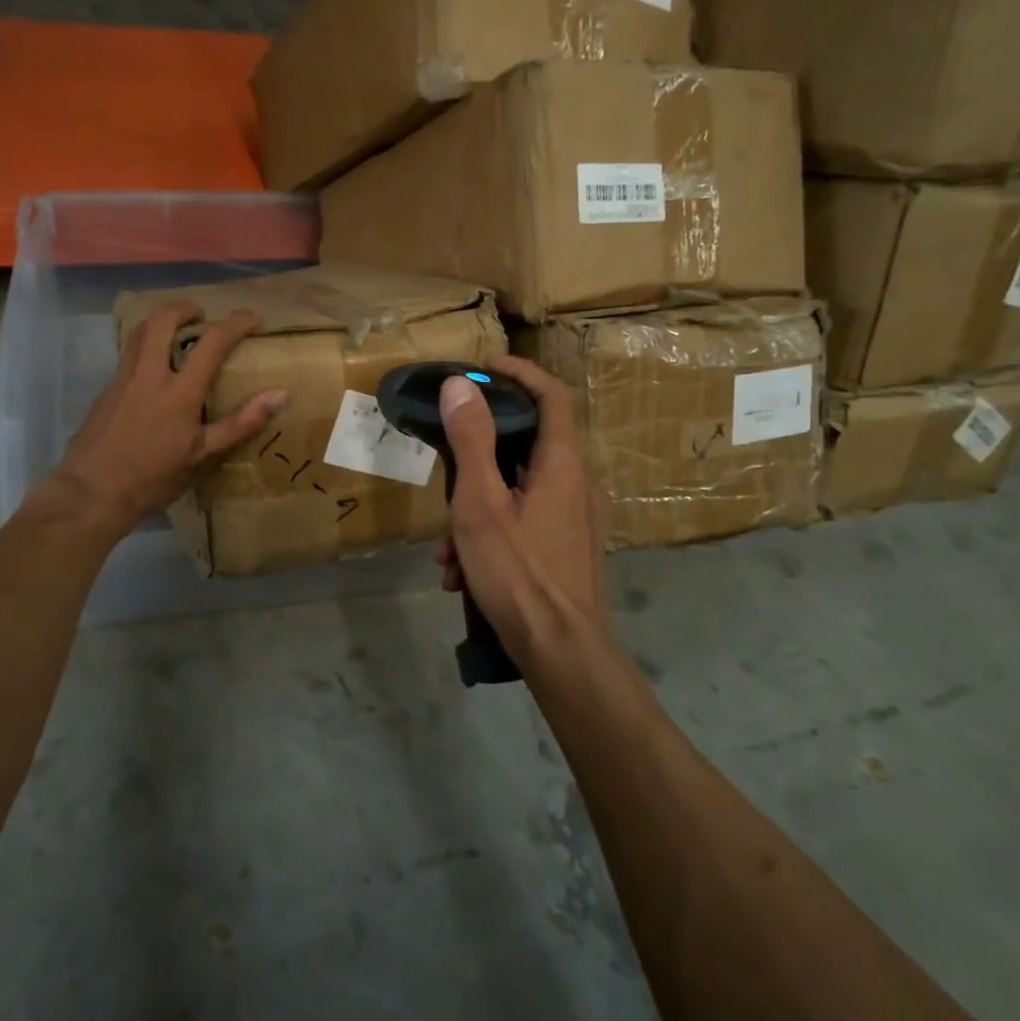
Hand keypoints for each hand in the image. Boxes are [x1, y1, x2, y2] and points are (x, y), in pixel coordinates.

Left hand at [50, 300, 286, 537]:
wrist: (92, 492)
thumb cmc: (153, 478)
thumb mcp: (203, 456)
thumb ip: (241, 423)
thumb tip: (280, 395)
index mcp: (179, 391)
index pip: (212, 342)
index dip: (236, 323)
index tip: (252, 318)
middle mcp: (149, 374)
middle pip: (163, 320)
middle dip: (185, 308)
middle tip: (202, 316)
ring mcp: (123, 379)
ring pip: (139, 332)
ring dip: (162, 322)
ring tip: (179, 333)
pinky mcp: (107, 390)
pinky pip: (129, 353)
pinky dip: (146, 345)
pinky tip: (155, 368)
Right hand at [434, 356, 607, 667]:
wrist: (561, 652)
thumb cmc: (518, 572)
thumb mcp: (480, 504)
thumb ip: (472, 441)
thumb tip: (461, 384)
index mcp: (561, 465)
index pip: (553, 396)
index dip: (521, 373)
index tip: (484, 368)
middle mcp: (576, 485)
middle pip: (528, 444)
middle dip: (477, 458)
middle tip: (444, 468)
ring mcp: (574, 520)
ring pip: (517, 492)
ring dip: (474, 511)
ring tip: (444, 551)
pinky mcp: (566, 549)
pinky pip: (523, 524)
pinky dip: (490, 536)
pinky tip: (461, 575)